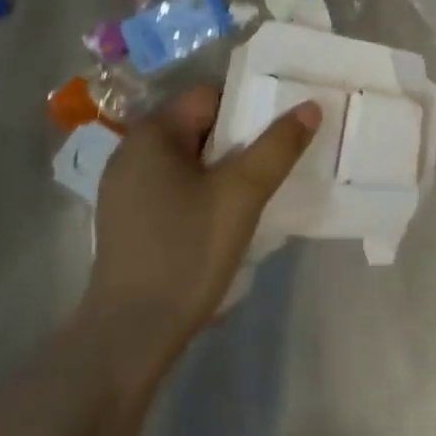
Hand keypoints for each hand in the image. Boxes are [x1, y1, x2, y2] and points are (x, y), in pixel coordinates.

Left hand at [82, 84, 318, 357]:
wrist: (129, 339)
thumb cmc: (185, 253)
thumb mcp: (242, 195)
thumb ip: (278, 146)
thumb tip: (310, 107)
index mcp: (151, 134)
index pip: (210, 96)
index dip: (249, 108)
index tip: (280, 131)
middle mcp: (132, 152)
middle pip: (201, 126)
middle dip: (240, 141)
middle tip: (276, 161)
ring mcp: (125, 189)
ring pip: (191, 160)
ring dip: (224, 169)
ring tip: (258, 191)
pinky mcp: (128, 220)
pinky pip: (176, 186)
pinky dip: (204, 192)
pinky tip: (225, 218)